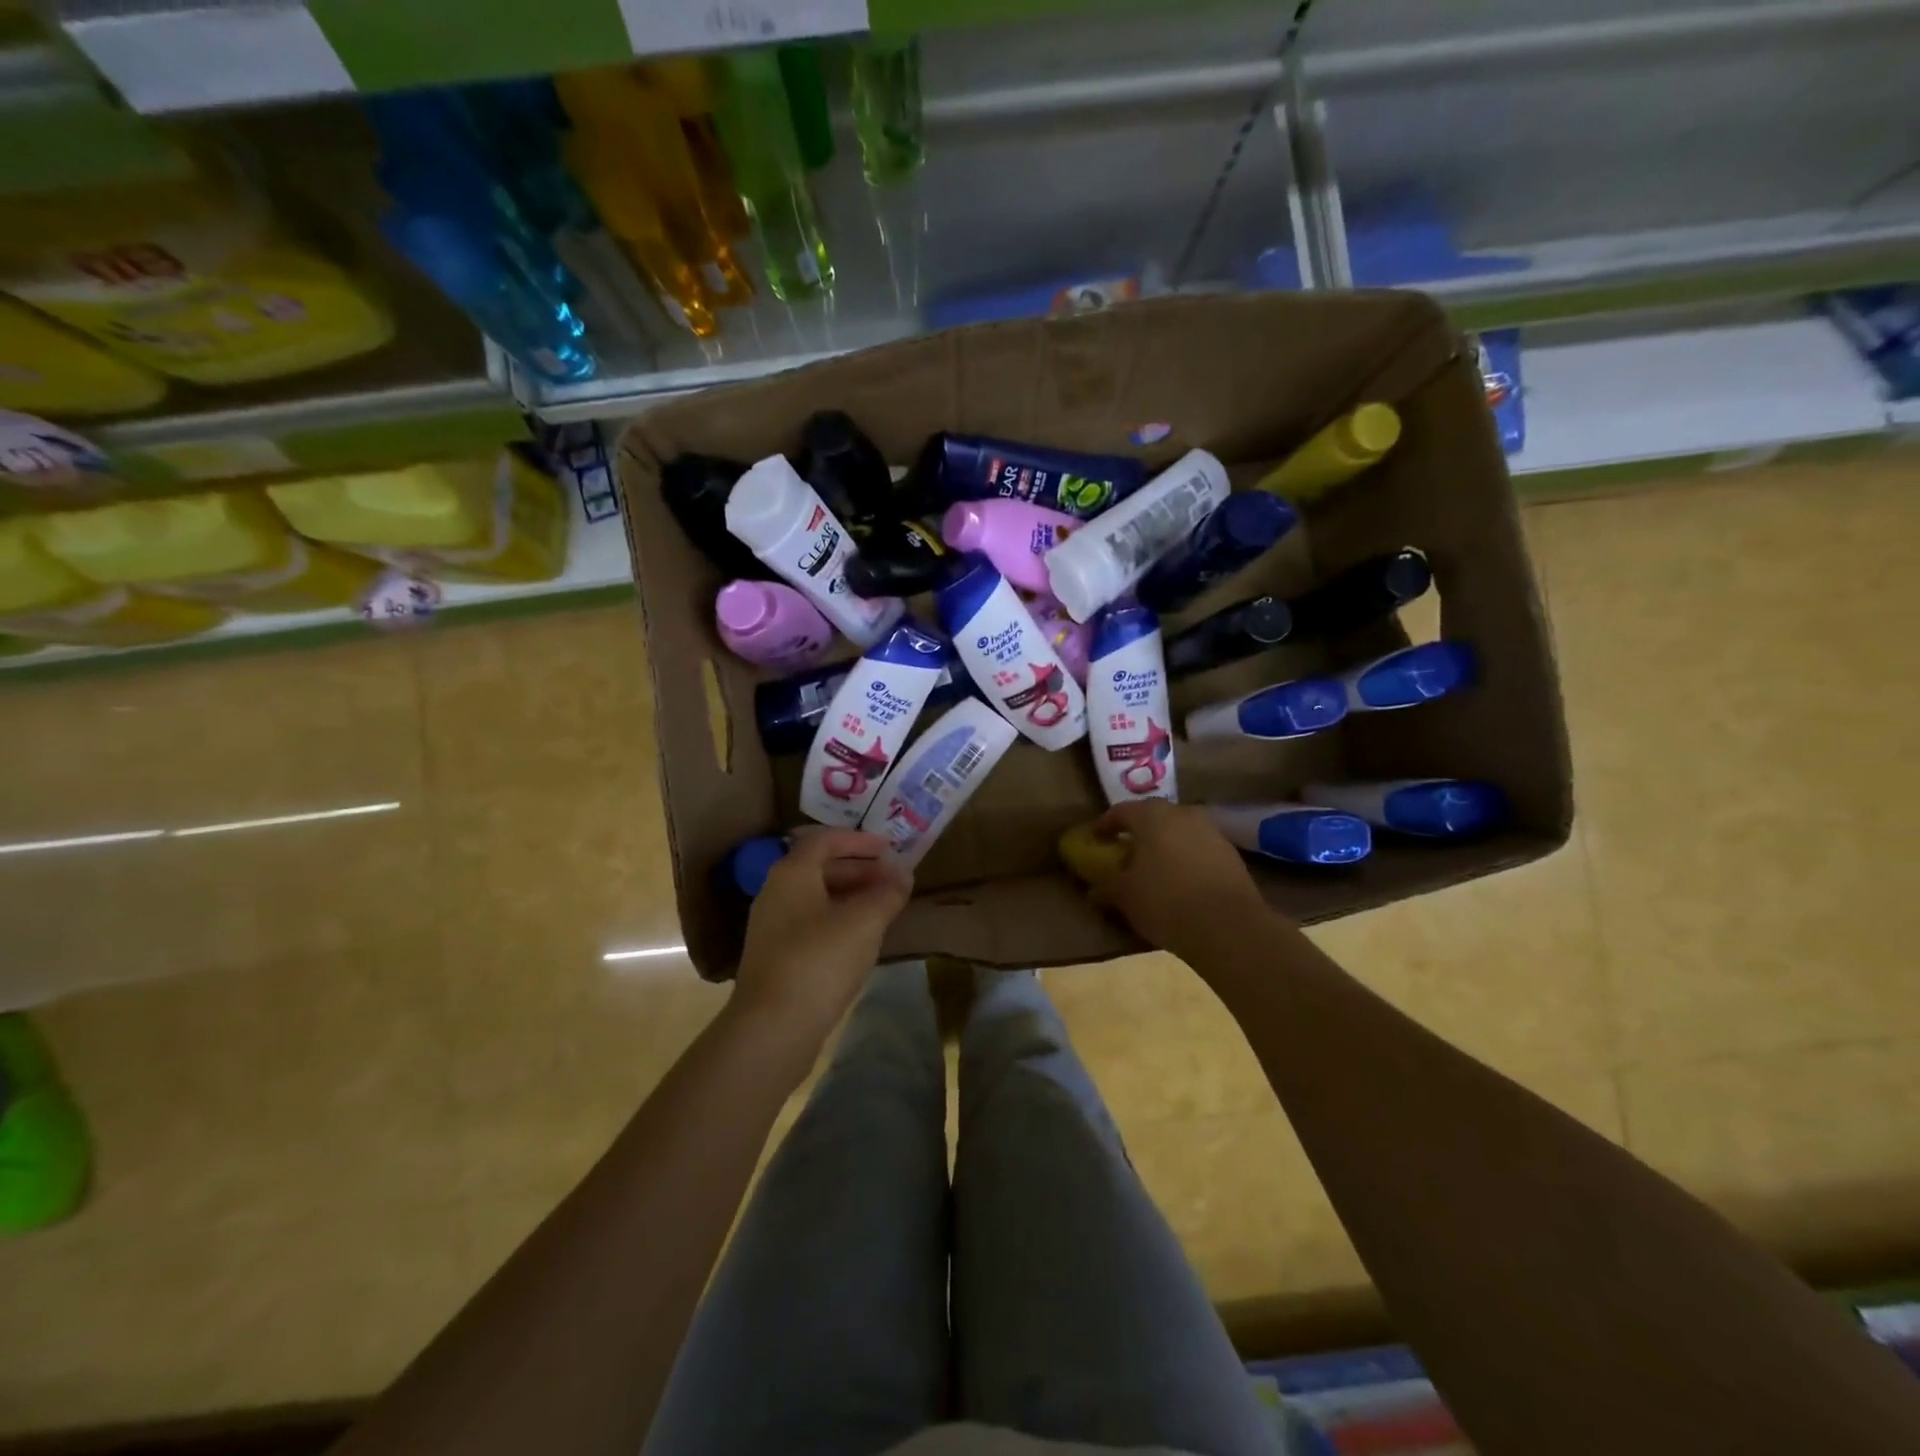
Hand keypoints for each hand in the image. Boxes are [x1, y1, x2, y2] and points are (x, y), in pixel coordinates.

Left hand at [730, 829, 912, 1066]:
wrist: (773, 1027)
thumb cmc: (820, 960)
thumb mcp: (864, 922)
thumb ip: (887, 893)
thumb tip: (903, 873)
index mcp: (792, 874)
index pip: (825, 840)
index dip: (859, 840)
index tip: (889, 848)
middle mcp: (776, 892)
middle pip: (820, 868)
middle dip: (859, 869)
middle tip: (892, 878)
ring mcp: (773, 926)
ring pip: (817, 897)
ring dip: (850, 896)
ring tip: (883, 906)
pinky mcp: (776, 956)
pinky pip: (812, 923)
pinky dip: (839, 919)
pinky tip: (861, 938)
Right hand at [1083, 800, 1274, 955]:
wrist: (1229, 927)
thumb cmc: (1166, 902)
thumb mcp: (1125, 896)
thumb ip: (1106, 886)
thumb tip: (1094, 890)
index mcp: (1152, 816)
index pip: (1121, 811)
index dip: (1105, 825)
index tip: (1095, 839)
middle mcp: (1183, 814)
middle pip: (1154, 816)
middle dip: (1138, 832)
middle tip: (1125, 851)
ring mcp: (1211, 832)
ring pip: (1180, 831)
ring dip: (1165, 844)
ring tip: (1153, 868)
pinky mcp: (1231, 854)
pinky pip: (1199, 849)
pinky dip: (1186, 858)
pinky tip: (1180, 881)